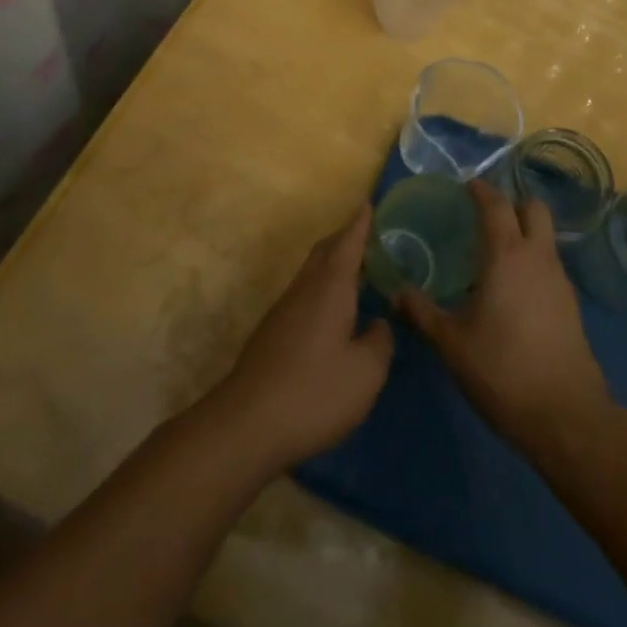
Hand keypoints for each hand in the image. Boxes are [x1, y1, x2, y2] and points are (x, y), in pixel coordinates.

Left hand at [214, 206, 393, 471]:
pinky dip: (322, 289)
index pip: (348, 243)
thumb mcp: (366, 373)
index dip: (360, 223)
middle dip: (345, 239)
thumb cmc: (315, 392)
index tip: (368, 203)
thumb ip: (379, 342)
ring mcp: (283, 311)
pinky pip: (303, 295)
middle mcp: (304, 289)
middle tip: (368, 236)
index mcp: (330, 287)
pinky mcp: (272, 334)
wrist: (247, 424)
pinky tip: (333, 314)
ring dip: (332, 265)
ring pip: (311, 274)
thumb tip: (378, 325)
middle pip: (325, 252)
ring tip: (356, 273)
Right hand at [397, 180, 609, 455]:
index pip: (496, 205)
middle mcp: (537, 257)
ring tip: (495, 253)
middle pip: (533, 208)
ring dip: (524, 231)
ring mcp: (560, 280)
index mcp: (506, 255)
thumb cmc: (502, 370)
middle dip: (511, 203)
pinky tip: (513, 288)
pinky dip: (533, 260)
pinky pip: (550, 263)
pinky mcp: (571, 304)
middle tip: (485, 216)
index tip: (466, 186)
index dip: (481, 191)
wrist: (566, 416)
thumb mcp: (451, 343)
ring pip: (545, 236)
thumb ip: (422, 313)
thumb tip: (395, 292)